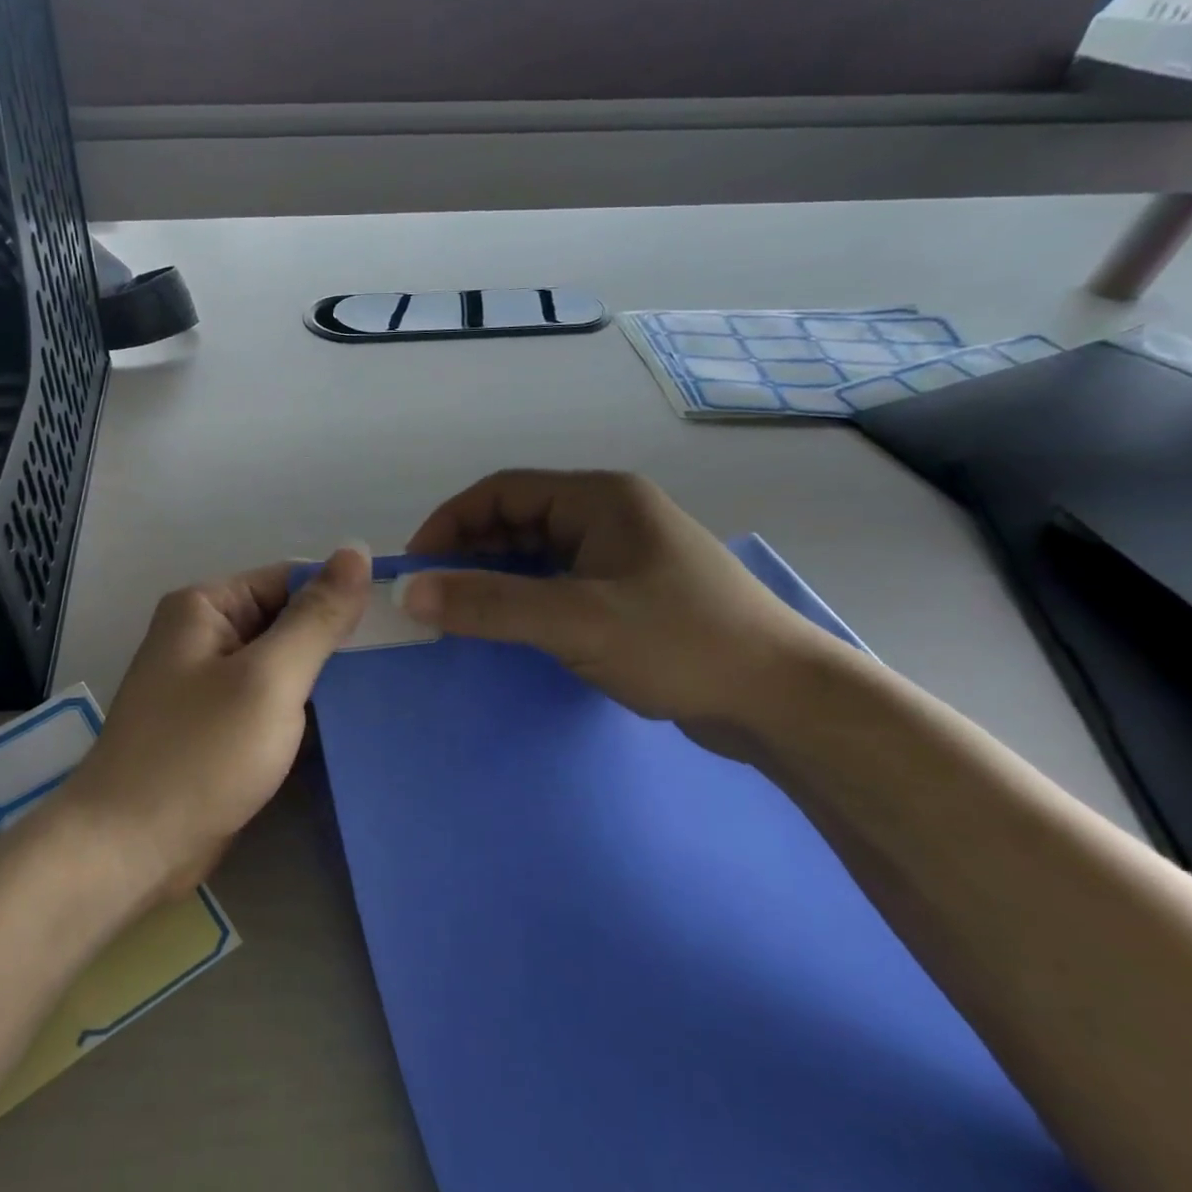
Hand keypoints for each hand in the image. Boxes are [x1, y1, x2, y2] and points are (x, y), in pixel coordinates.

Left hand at [62, 548, 370, 902]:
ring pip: (282, 666)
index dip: (343, 594)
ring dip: (326, 678)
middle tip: (405, 655)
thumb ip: (316, 617)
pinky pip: (270, 703)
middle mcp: (204, 636)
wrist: (129, 850)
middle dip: (338, 640)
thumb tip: (357, 550)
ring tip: (391, 685)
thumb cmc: (199, 754)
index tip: (402, 618)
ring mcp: (209, 685)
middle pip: (286, 620)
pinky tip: (352, 722)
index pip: (290, 579)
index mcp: (206, 606)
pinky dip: (305, 710)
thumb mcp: (269, 678)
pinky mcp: (217, 728)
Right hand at [402, 470, 838, 745]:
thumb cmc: (680, 642)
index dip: (450, 522)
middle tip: (432, 595)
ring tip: (460, 613)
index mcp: (599, 498)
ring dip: (495, 577)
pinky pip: (558, 583)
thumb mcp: (576, 620)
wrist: (782, 700)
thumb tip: (409, 592)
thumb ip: (490, 604)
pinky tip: (507, 626)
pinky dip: (524, 599)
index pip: (502, 491)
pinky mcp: (629, 594)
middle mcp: (609, 515)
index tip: (415, 567)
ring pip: (537, 554)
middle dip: (469, 552)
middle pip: (517, 520)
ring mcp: (622, 555)